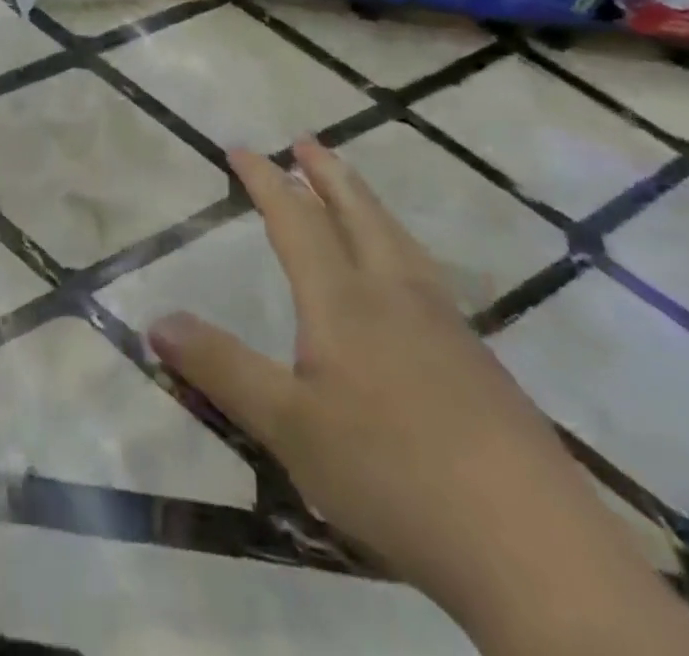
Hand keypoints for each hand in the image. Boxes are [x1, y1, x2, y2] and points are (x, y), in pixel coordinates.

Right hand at [150, 142, 688, 654]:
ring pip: (398, 240)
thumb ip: (221, 368)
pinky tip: (408, 275)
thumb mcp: (288, 426)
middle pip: (357, 214)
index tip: (241, 147)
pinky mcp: (479, 362)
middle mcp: (394, 294)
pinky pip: (425, 274)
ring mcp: (444, 325)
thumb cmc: (393, 473)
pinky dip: (400, 245)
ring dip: (366, 202)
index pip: (296, 220)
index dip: (265, 181)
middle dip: (326, 173)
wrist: (533, 548)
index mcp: (343, 300)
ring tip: (352, 188)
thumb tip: (155, 320)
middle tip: (306, 140)